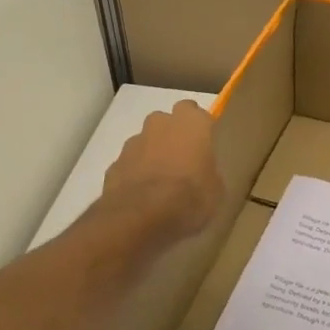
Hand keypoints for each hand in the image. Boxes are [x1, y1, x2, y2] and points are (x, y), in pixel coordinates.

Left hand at [99, 100, 224, 243]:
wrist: (141, 218)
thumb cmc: (190, 197)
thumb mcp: (216, 189)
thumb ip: (208, 172)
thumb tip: (203, 174)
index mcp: (191, 123)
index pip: (196, 112)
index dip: (199, 128)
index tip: (204, 144)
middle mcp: (160, 124)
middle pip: (167, 121)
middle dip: (172, 136)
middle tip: (183, 161)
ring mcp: (133, 143)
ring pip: (146, 141)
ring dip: (152, 154)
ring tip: (161, 183)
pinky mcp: (114, 164)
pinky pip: (130, 164)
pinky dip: (135, 174)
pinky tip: (142, 196)